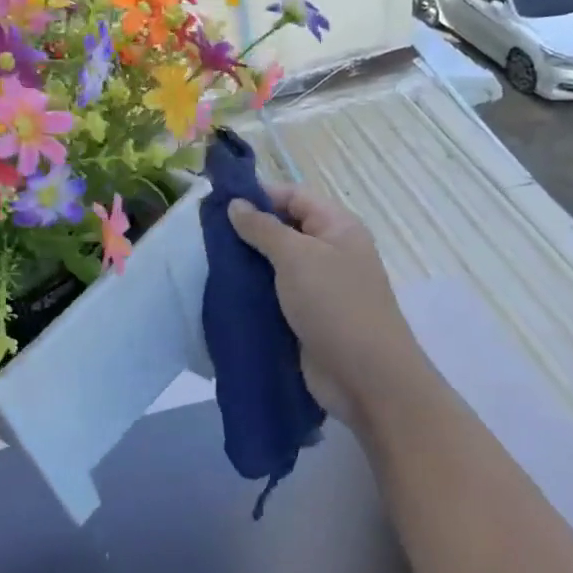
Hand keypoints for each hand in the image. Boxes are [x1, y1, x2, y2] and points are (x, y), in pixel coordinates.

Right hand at [227, 182, 419, 430]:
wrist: (365, 377)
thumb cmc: (335, 305)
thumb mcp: (296, 257)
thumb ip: (263, 228)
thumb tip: (236, 204)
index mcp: (337, 228)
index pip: (294, 197)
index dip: (259, 194)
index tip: (218, 202)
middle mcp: (330, 253)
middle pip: (284, 230)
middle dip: (247, 231)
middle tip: (206, 235)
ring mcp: (318, 288)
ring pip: (275, 266)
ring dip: (246, 264)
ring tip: (208, 263)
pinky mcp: (305, 318)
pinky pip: (274, 296)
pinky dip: (252, 293)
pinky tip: (223, 293)